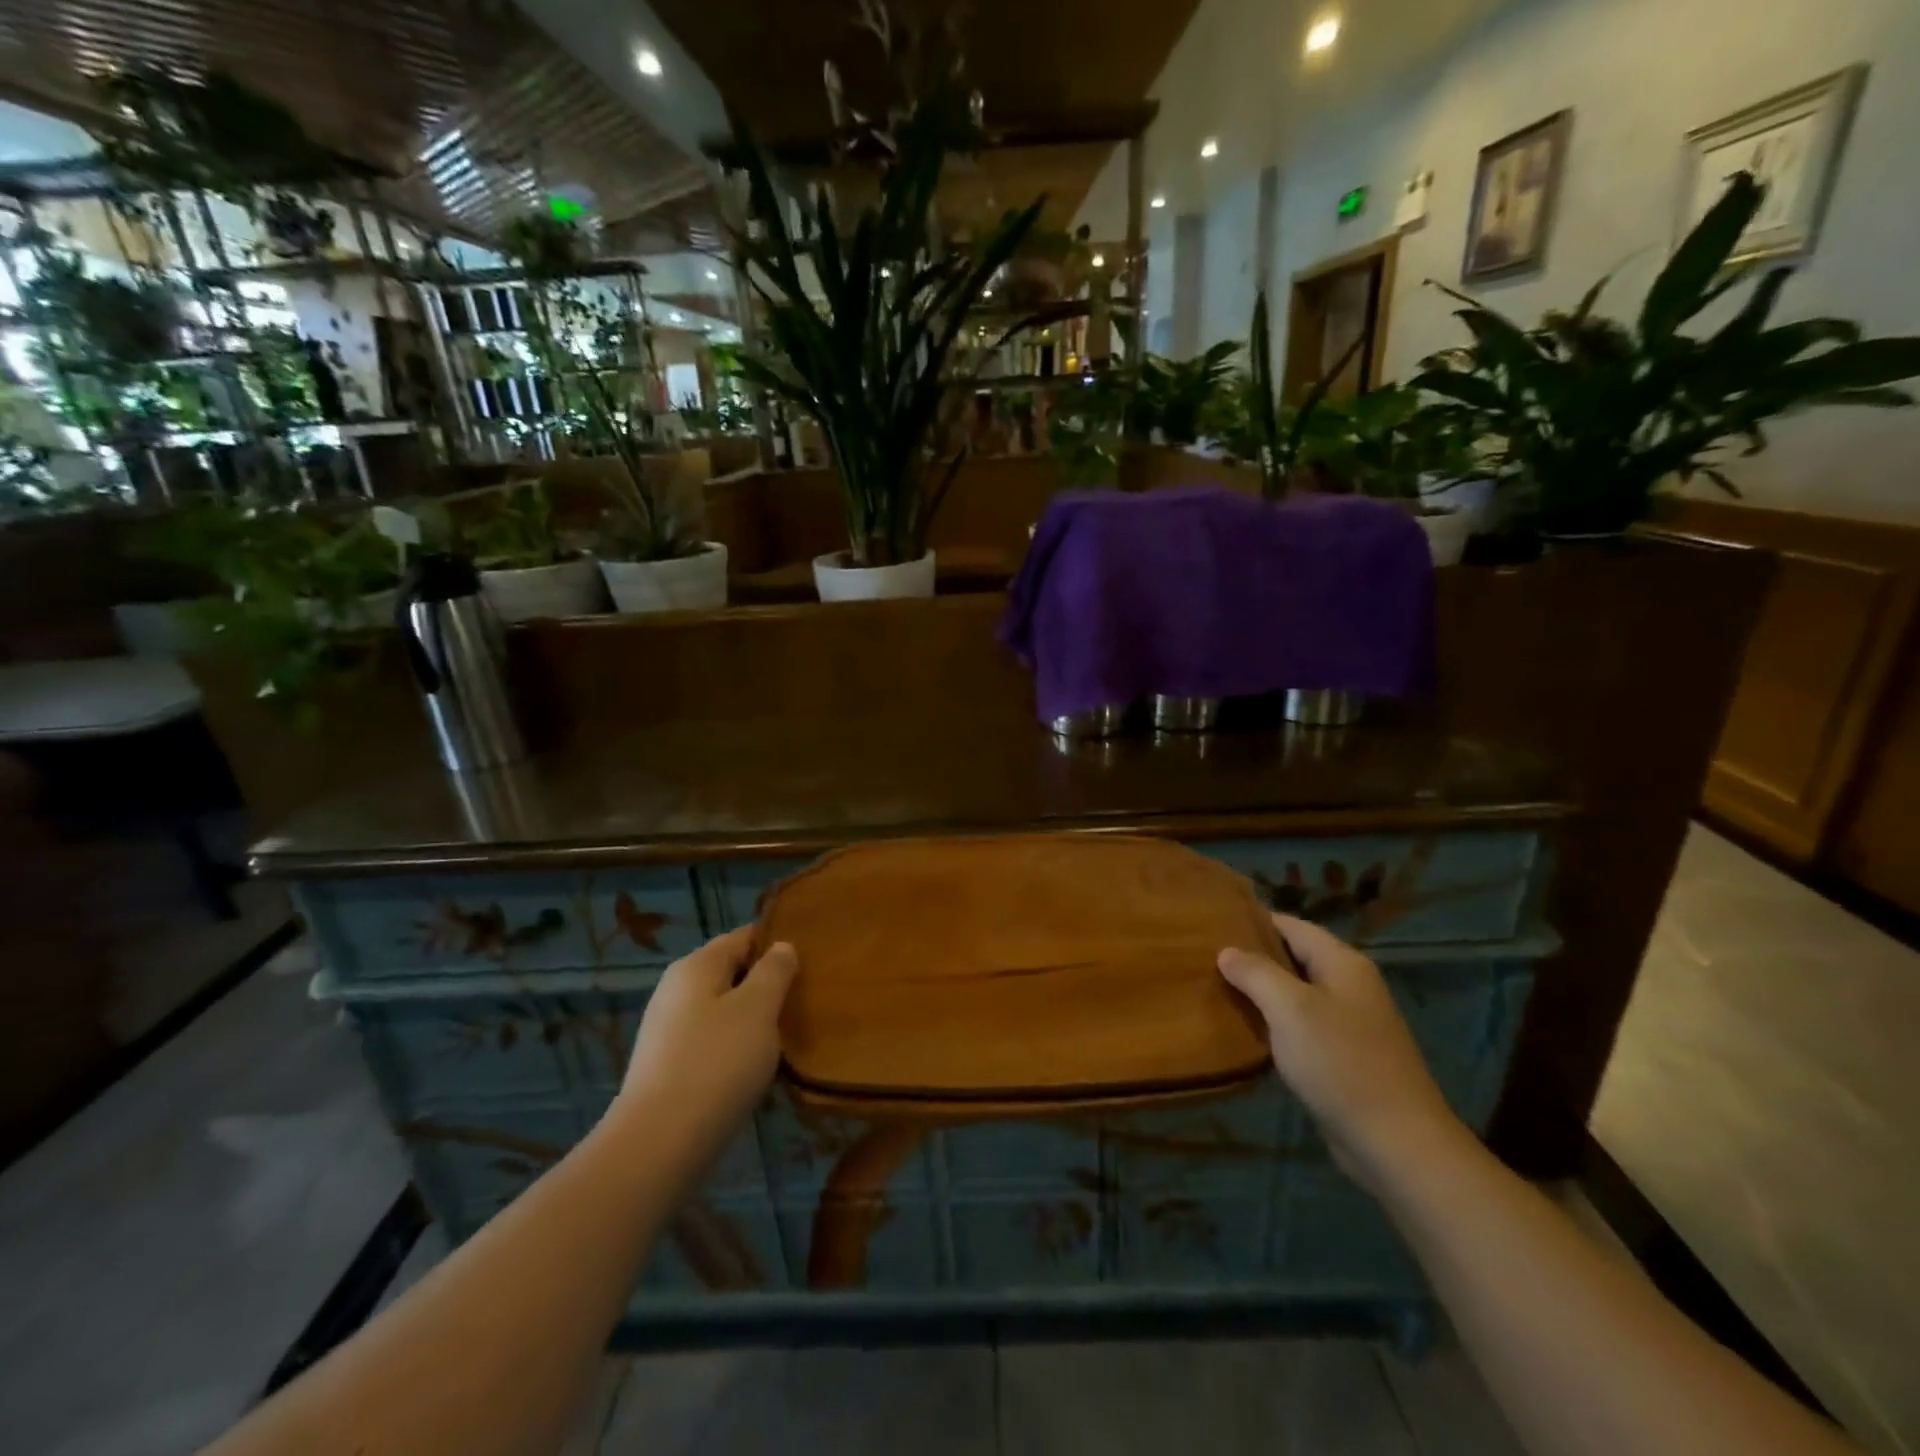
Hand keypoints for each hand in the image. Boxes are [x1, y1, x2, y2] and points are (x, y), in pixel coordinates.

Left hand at [611, 928, 798, 1165]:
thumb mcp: (758, 1008)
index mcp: (696, 966)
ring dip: (753, 1019)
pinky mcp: (667, 1068)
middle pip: (731, 973)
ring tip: (788, 1035)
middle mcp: (676, 990)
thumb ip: (774, 971)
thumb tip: (780, 947)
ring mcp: (668, 1030)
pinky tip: (756, 1069)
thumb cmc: (716, 1062)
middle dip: (766, 983)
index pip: (743, 937)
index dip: (776, 942)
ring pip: (722, 1010)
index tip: (810, 959)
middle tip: (805, 999)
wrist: (658, 1144)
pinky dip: (735, 1048)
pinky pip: (711, 1043)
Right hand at [1218, 914, 1465, 1192]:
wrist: (1396, 1143)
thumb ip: (1255, 973)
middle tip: (1204, 957)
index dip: (1253, 921)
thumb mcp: (1289, 1008)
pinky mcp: (1343, 1057)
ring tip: (1215, 989)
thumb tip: (1226, 951)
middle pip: (1293, 958)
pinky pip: (1301, 1026)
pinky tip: (1245, 1030)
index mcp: (1342, 963)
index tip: (1212, 924)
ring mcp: (1349, 1023)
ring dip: (1260, 993)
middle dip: (1252, 957)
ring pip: (1294, 994)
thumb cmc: (1340, 1062)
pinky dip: (1274, 1023)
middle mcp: (1349, 985)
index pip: (1290, 925)